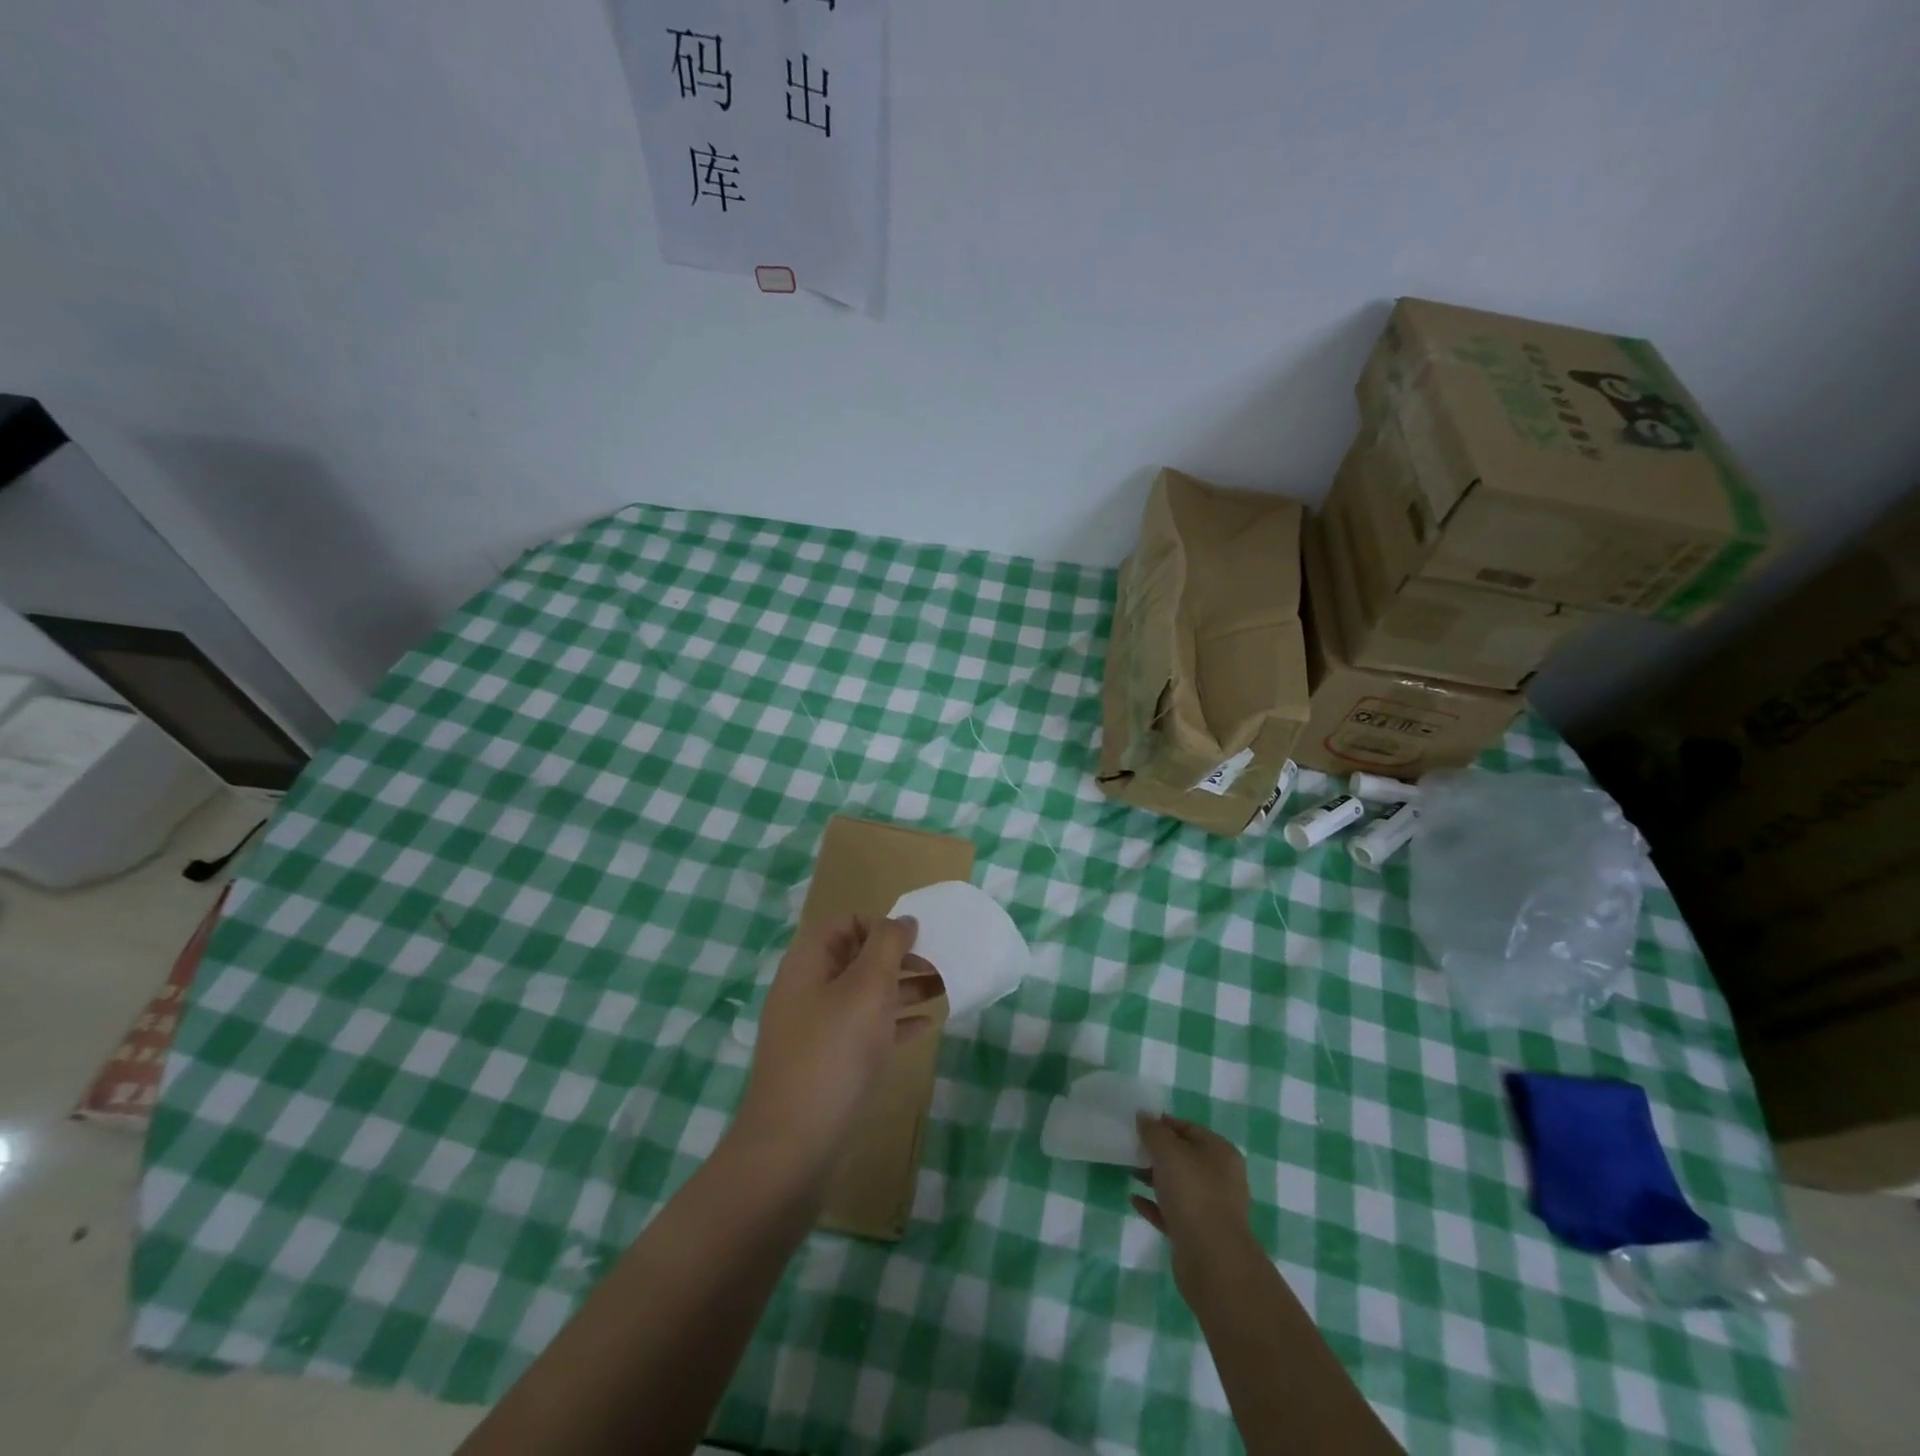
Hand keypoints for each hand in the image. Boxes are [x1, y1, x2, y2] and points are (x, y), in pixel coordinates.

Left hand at [732, 915, 942, 1182]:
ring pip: (865, 995)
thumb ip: (887, 946)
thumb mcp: (866, 988)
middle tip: (939, 965)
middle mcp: (810, 989)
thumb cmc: (833, 1053)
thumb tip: (902, 919)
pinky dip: (895, 1022)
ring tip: (944, 989)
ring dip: (903, 988)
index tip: (914, 940)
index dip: (879, 925)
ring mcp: (818, 1028)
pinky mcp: (830, 1062)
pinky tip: (927, 1026)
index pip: (844, 923)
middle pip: (857, 958)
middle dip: (899, 957)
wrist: (793, 1145)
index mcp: (809, 963)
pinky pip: (867, 1029)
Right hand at [1132, 1114, 1260, 1286]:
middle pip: (1184, 1157)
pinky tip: (1134, 1200)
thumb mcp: (1168, 1152)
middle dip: (1157, 1152)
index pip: (1188, 1128)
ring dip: (1154, 1177)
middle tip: (1131, 1148)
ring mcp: (1211, 1208)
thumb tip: (1144, 1114)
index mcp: (1220, 1152)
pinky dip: (1154, 1204)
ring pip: (1178, 1185)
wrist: (1212, 1260)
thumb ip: (1154, 1131)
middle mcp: (1220, 1177)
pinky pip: (1172, 1211)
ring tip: (1128, 1171)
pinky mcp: (1198, 1233)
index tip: (1138, 1124)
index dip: (1163, 1123)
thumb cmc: (1193, 1194)